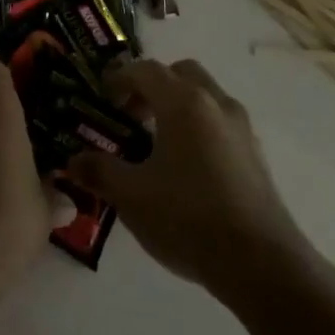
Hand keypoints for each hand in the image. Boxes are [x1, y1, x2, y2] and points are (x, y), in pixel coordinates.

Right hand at [66, 59, 307, 296]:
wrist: (261, 264)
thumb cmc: (188, 218)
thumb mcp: (131, 196)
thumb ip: (100, 171)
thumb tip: (74, 161)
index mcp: (183, 103)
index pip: (145, 70)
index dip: (119, 78)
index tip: (101, 98)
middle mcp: (215, 104)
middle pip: (181, 74)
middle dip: (153, 87)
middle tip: (131, 116)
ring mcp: (241, 128)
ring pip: (205, 97)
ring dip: (178, 106)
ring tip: (156, 144)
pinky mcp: (256, 155)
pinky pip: (220, 123)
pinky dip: (199, 128)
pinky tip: (185, 168)